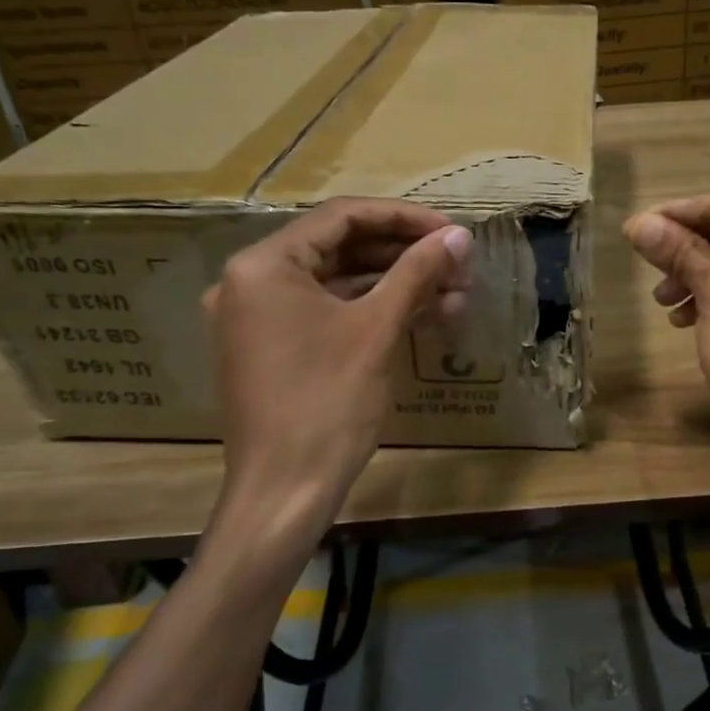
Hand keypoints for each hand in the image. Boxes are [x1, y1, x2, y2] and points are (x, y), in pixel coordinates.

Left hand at [205, 198, 470, 562]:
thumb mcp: (376, 330)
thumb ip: (417, 272)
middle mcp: (251, 281)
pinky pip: (327, 313)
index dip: (404, 219)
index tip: (451, 231)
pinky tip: (422, 316)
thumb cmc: (328, 403)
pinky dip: (371, 312)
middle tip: (458, 265)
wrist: (284, 492)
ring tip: (454, 294)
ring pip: (338, 284)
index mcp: (263, 265)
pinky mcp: (272, 348)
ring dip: (395, 285)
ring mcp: (258, 318)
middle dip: (404, 256)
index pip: (341, 217)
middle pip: (340, 248)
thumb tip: (458, 235)